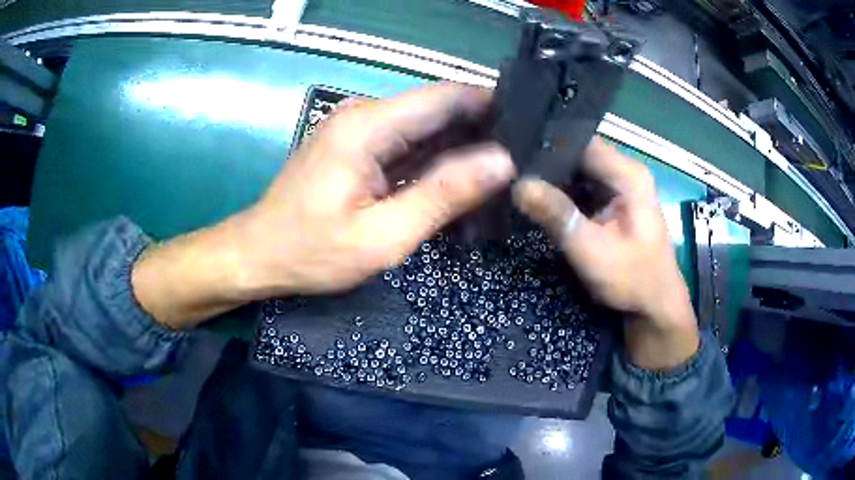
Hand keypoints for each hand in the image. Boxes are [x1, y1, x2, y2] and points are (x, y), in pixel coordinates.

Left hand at [132, 84, 514, 327]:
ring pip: (427, 128)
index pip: (447, 96)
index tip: (531, 126)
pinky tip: (462, 185)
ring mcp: (360, 129)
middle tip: (524, 161)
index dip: (492, 104)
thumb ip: (443, 195)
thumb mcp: (382, 236)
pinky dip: (437, 162)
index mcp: (369, 125)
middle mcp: (366, 114)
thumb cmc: (311, 251)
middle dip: (483, 131)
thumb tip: (501, 162)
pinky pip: (409, 145)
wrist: (258, 254)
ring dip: (462, 150)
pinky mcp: (358, 147)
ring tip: (503, 176)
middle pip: (439, 109)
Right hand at [512, 140, 698, 369]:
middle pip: (578, 154)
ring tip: (516, 180)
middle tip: (508, 170)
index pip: (580, 143)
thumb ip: (558, 216)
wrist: (655, 307)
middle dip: (546, 162)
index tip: (512, 155)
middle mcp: (625, 172)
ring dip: (552, 177)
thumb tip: (518, 185)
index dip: (547, 145)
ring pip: (578, 170)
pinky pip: (582, 186)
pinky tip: (538, 197)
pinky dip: (562, 192)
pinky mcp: (613, 201)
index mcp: (628, 175)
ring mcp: (620, 186)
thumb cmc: (632, 280)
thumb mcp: (592, 251)